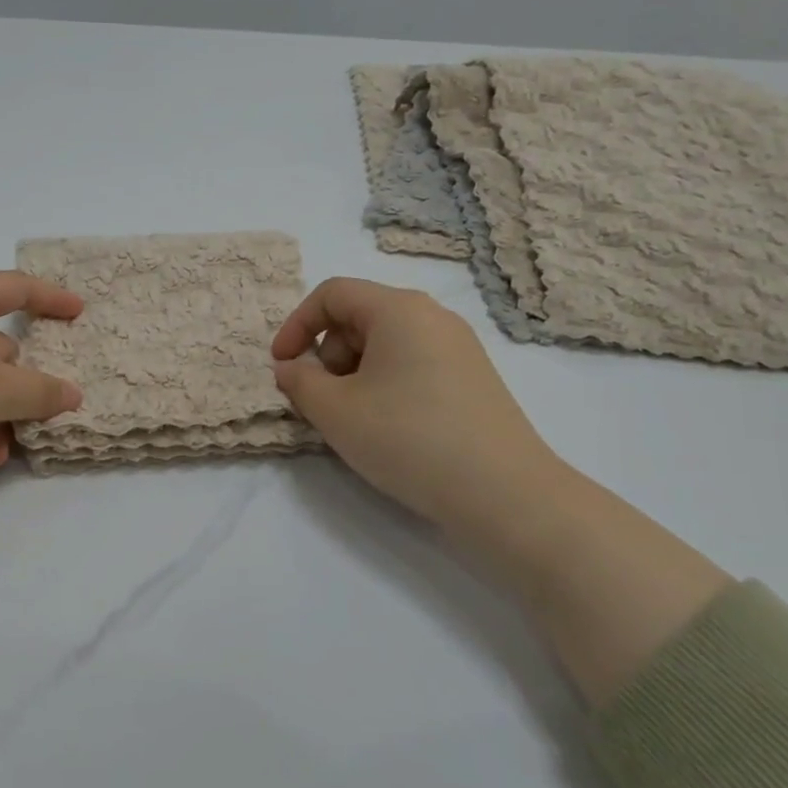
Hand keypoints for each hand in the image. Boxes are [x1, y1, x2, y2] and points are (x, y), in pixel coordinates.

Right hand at [271, 277, 564, 544]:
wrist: (504, 493)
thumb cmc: (407, 438)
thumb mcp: (335, 411)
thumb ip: (299, 381)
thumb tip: (290, 368)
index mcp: (398, 309)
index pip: (332, 294)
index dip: (297, 324)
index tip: (282, 366)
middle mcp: (432, 316)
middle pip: (360, 316)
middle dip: (327, 353)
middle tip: (321, 399)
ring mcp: (459, 347)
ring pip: (386, 342)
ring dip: (353, 372)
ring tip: (353, 418)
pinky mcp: (473, 378)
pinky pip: (413, 363)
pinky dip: (385, 383)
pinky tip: (388, 426)